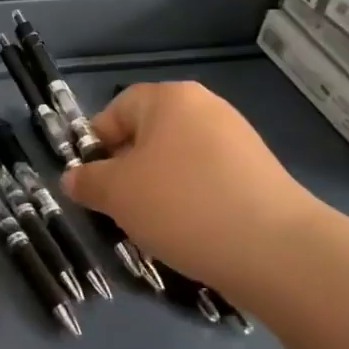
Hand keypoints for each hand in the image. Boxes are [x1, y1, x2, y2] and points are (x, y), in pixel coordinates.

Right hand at [61, 81, 324, 294]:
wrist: (274, 249)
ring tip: (154, 224)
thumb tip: (73, 178)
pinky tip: (189, 230)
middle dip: (126, 170)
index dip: (95, 145)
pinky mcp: (258, 173)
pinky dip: (190, 200)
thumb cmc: (181, 205)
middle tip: (118, 206)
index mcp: (169, 98)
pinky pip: (206, 179)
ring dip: (157, 188)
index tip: (91, 183)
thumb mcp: (116, 194)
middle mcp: (205, 108)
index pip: (116, 110)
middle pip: (147, 134)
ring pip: (176, 160)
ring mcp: (237, 139)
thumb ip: (87, 181)